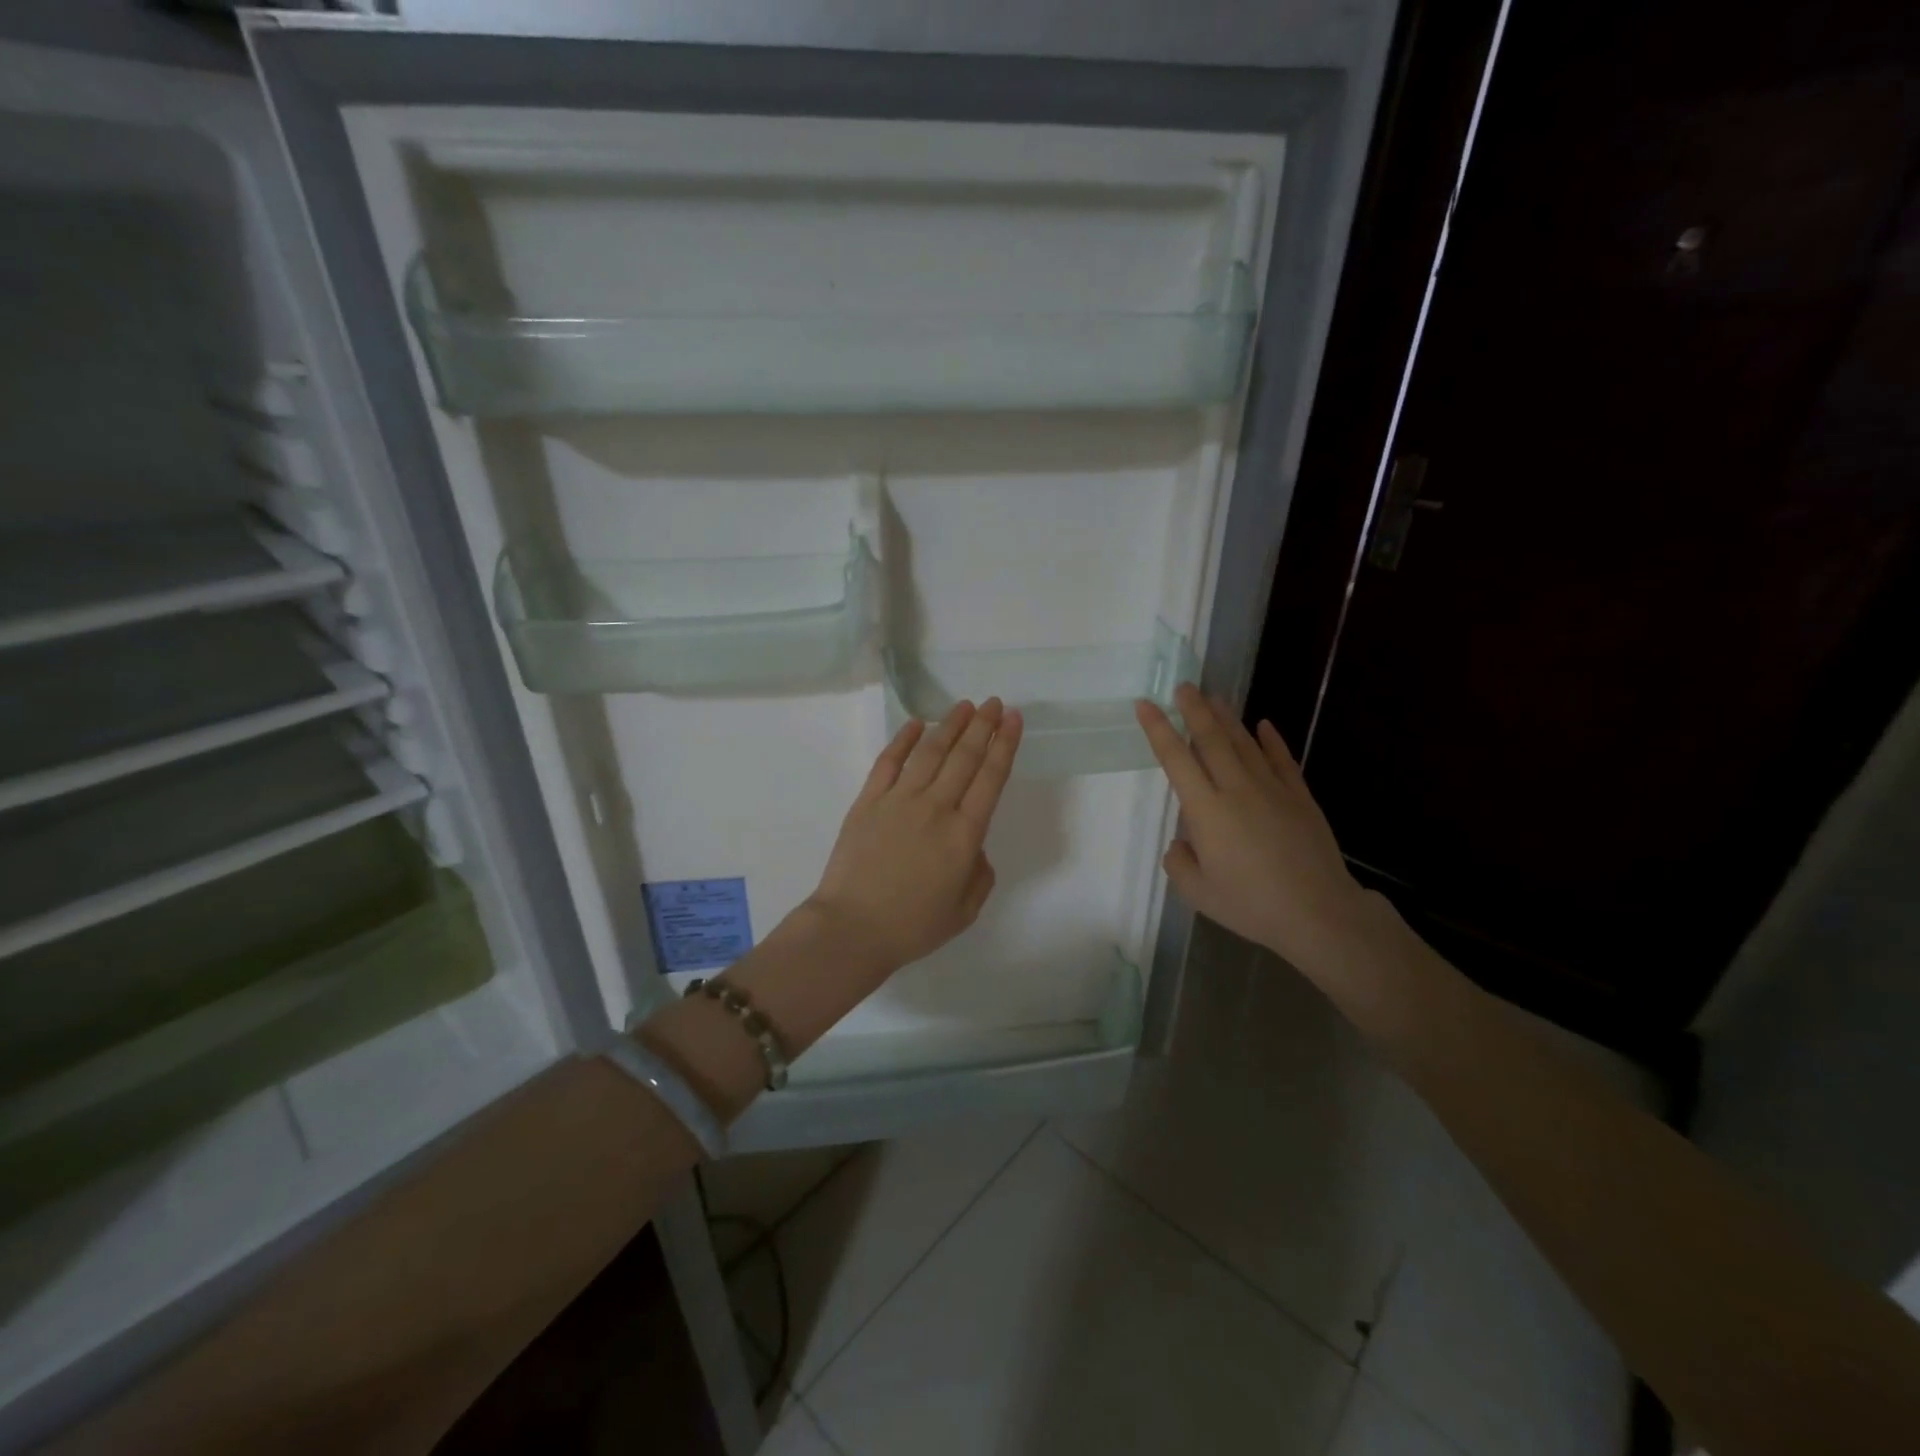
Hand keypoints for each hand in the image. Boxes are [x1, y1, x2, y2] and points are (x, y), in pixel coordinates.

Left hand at [805, 698, 1022, 978]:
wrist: (852, 928)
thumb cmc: (912, 926)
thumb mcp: (964, 911)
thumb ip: (980, 874)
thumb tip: (974, 847)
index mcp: (964, 835)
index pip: (991, 778)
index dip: (1005, 744)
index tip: (1013, 719)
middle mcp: (935, 807)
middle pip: (964, 757)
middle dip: (983, 726)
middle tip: (994, 702)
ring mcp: (898, 800)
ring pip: (929, 751)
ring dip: (949, 725)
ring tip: (964, 706)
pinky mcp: (868, 801)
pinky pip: (888, 761)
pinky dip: (903, 739)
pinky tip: (916, 723)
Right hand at [1136, 684, 1377, 978]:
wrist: (1317, 912)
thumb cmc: (1251, 904)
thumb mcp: (1198, 893)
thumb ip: (1179, 863)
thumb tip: (1182, 842)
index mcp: (1206, 811)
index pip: (1176, 759)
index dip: (1158, 729)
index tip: (1146, 704)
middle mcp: (1236, 789)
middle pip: (1211, 739)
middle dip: (1194, 709)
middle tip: (1183, 686)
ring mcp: (1272, 789)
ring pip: (1245, 743)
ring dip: (1227, 717)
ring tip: (1214, 697)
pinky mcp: (1299, 797)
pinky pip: (1282, 759)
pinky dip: (1271, 740)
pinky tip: (1264, 725)